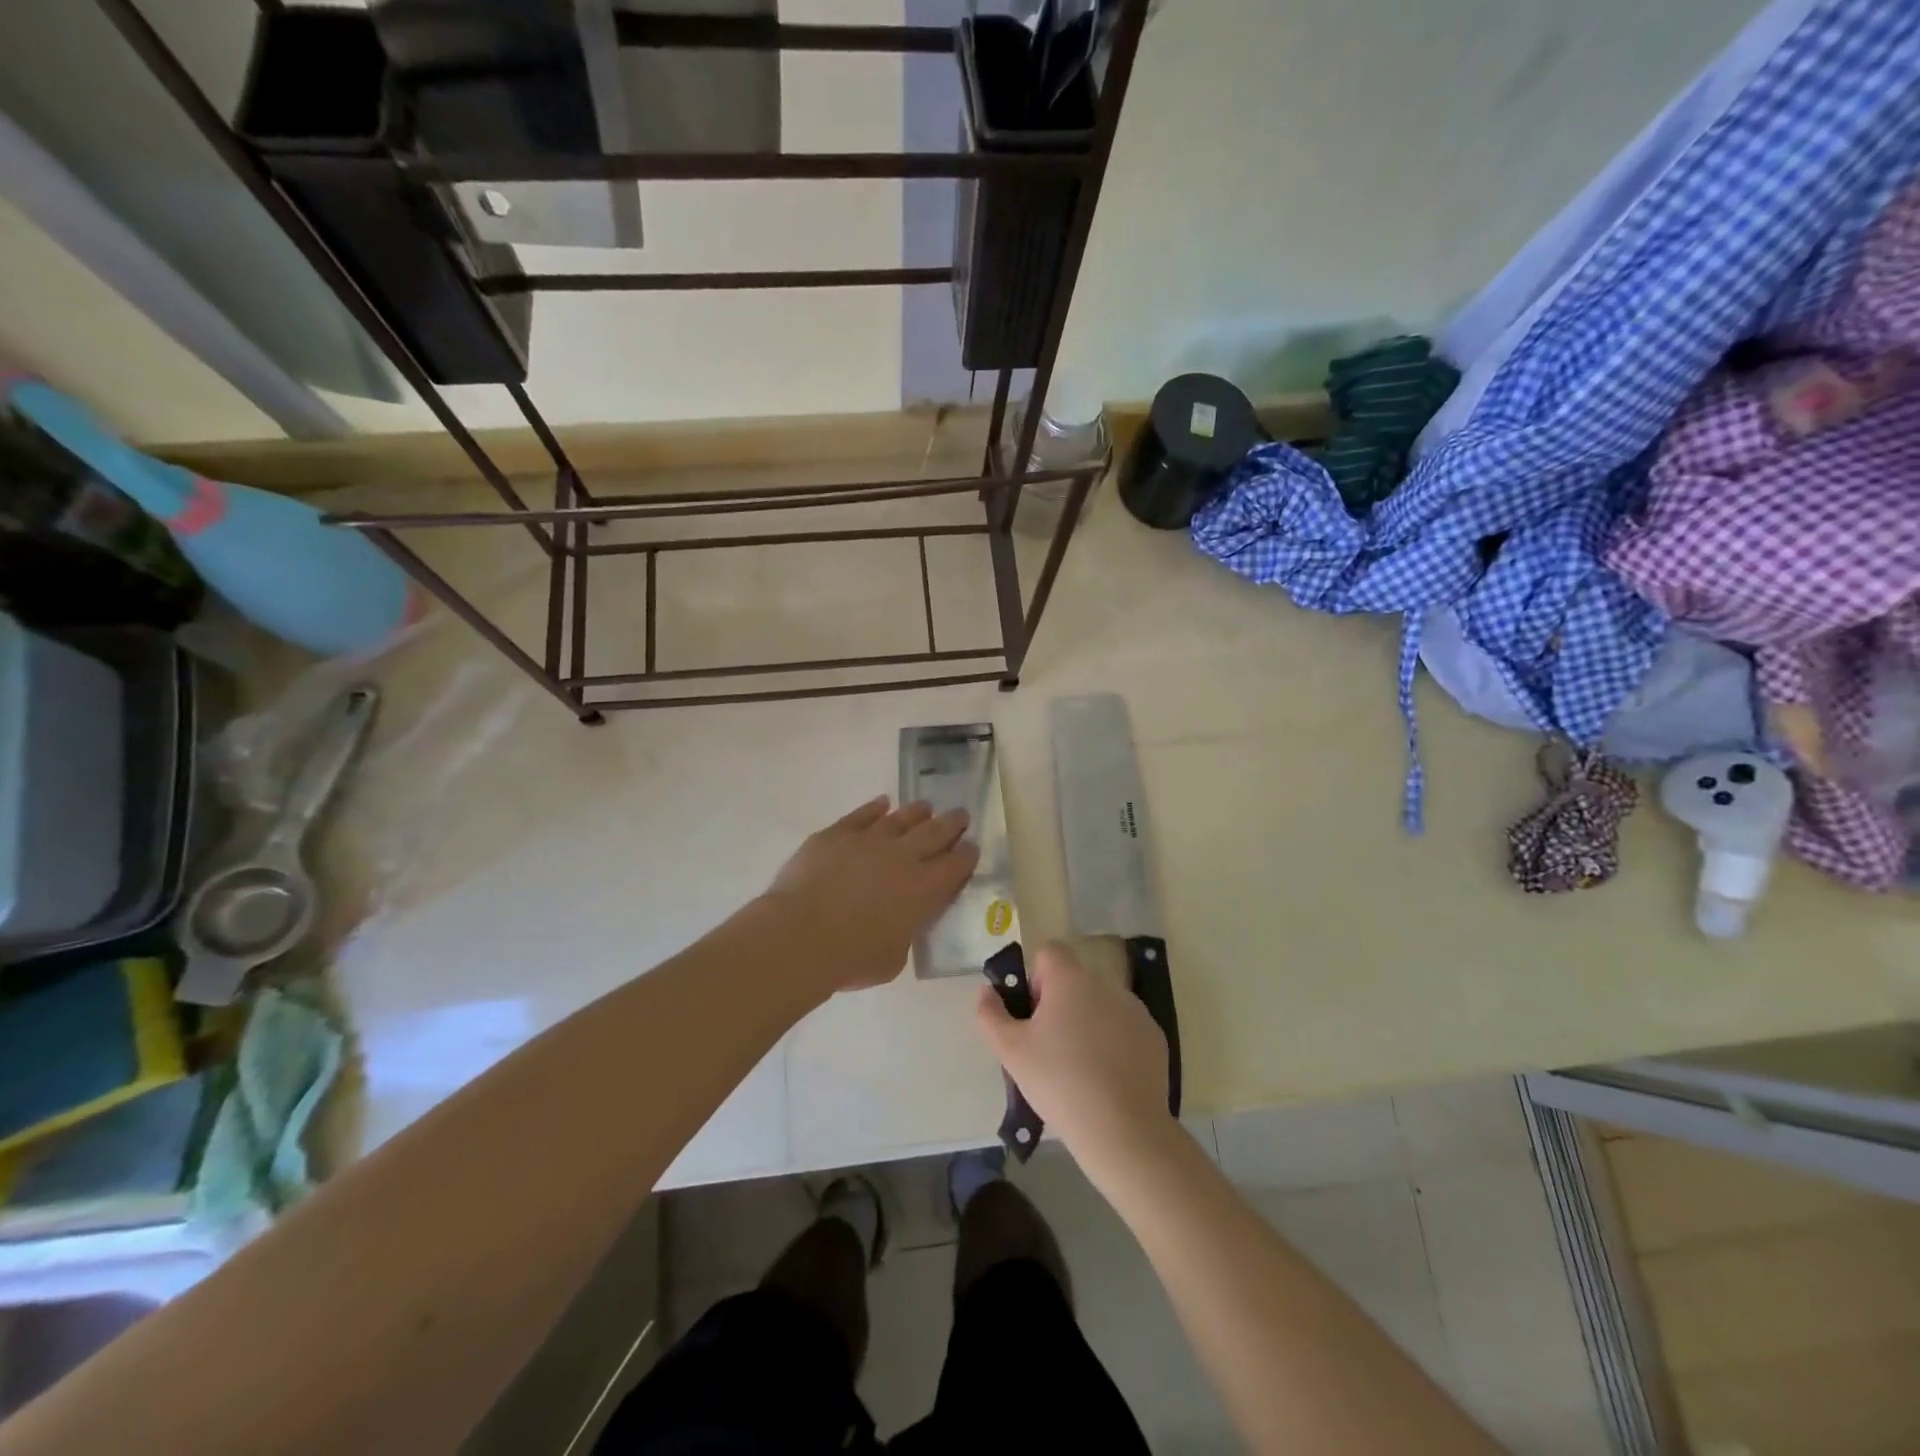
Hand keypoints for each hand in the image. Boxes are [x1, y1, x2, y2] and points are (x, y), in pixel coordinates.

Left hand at [764, 796, 978, 992]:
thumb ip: (903, 935)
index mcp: (923, 890)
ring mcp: (869, 841)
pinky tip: (881, 803)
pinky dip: (874, 808)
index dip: (966, 855)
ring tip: (925, 807)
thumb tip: (900, 924)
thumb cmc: (850, 958)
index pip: (955, 866)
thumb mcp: (893, 958)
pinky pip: (862, 815)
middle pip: (934, 833)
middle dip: (951, 823)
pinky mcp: (837, 834)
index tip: (972, 846)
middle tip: (961, 815)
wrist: (800, 936)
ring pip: (901, 818)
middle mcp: (902, 857)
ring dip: (917, 812)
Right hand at [975, 942, 1173, 1168]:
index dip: (1036, 978)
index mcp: (1070, 979)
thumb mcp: (1011, 1051)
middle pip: (1074, 980)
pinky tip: (1107, 1078)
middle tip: (1049, 1047)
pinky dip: (1114, 1043)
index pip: (1049, 952)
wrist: (1122, 1128)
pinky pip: (1125, 1028)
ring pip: (1101, 1004)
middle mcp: (1105, 984)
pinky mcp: (1154, 1036)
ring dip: (1088, 1022)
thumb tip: (986, 991)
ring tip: (1080, 1068)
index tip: (1033, 1015)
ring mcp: (1135, 1009)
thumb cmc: (1059, 1081)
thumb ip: (990, 1014)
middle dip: (1060, 1005)